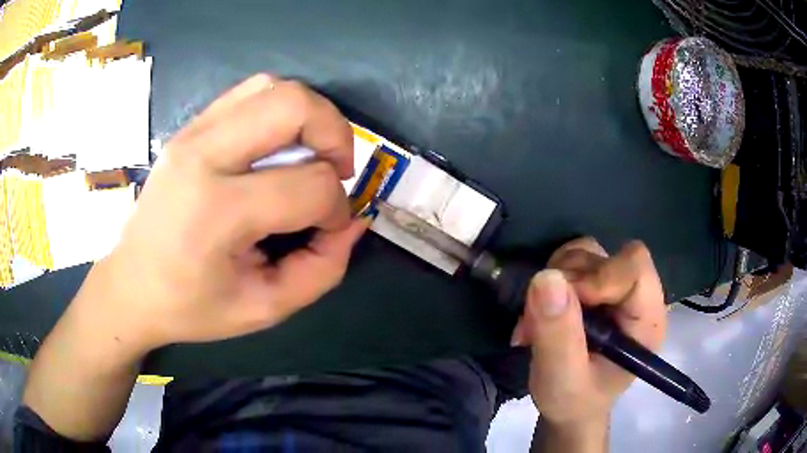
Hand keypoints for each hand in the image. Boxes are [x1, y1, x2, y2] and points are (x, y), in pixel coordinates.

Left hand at [74, 74, 366, 352]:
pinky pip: (249, 93)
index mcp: (216, 211)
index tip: (330, 229)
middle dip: (335, 134)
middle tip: (336, 170)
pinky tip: (278, 146)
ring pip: (272, 87)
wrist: (131, 285)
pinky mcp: (189, 128)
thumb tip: (353, 221)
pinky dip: (279, 110)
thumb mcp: (264, 308)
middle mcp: (202, 155)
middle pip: (293, 104)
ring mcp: (192, 133)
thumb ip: (322, 269)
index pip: (309, 185)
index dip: (337, 208)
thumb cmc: (191, 306)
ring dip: (309, 116)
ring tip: (310, 154)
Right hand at [511, 238, 666, 430]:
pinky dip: (551, 276)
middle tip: (539, 320)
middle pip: (607, 256)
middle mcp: (637, 295)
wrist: (570, 407)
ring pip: (586, 253)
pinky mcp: (595, 283)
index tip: (562, 304)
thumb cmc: (574, 400)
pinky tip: (542, 307)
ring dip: (555, 279)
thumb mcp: (563, 379)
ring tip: (539, 319)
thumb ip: (558, 335)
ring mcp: (615, 286)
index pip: (634, 268)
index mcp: (647, 319)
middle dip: (568, 283)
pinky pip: (571, 258)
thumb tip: (545, 277)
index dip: (598, 277)